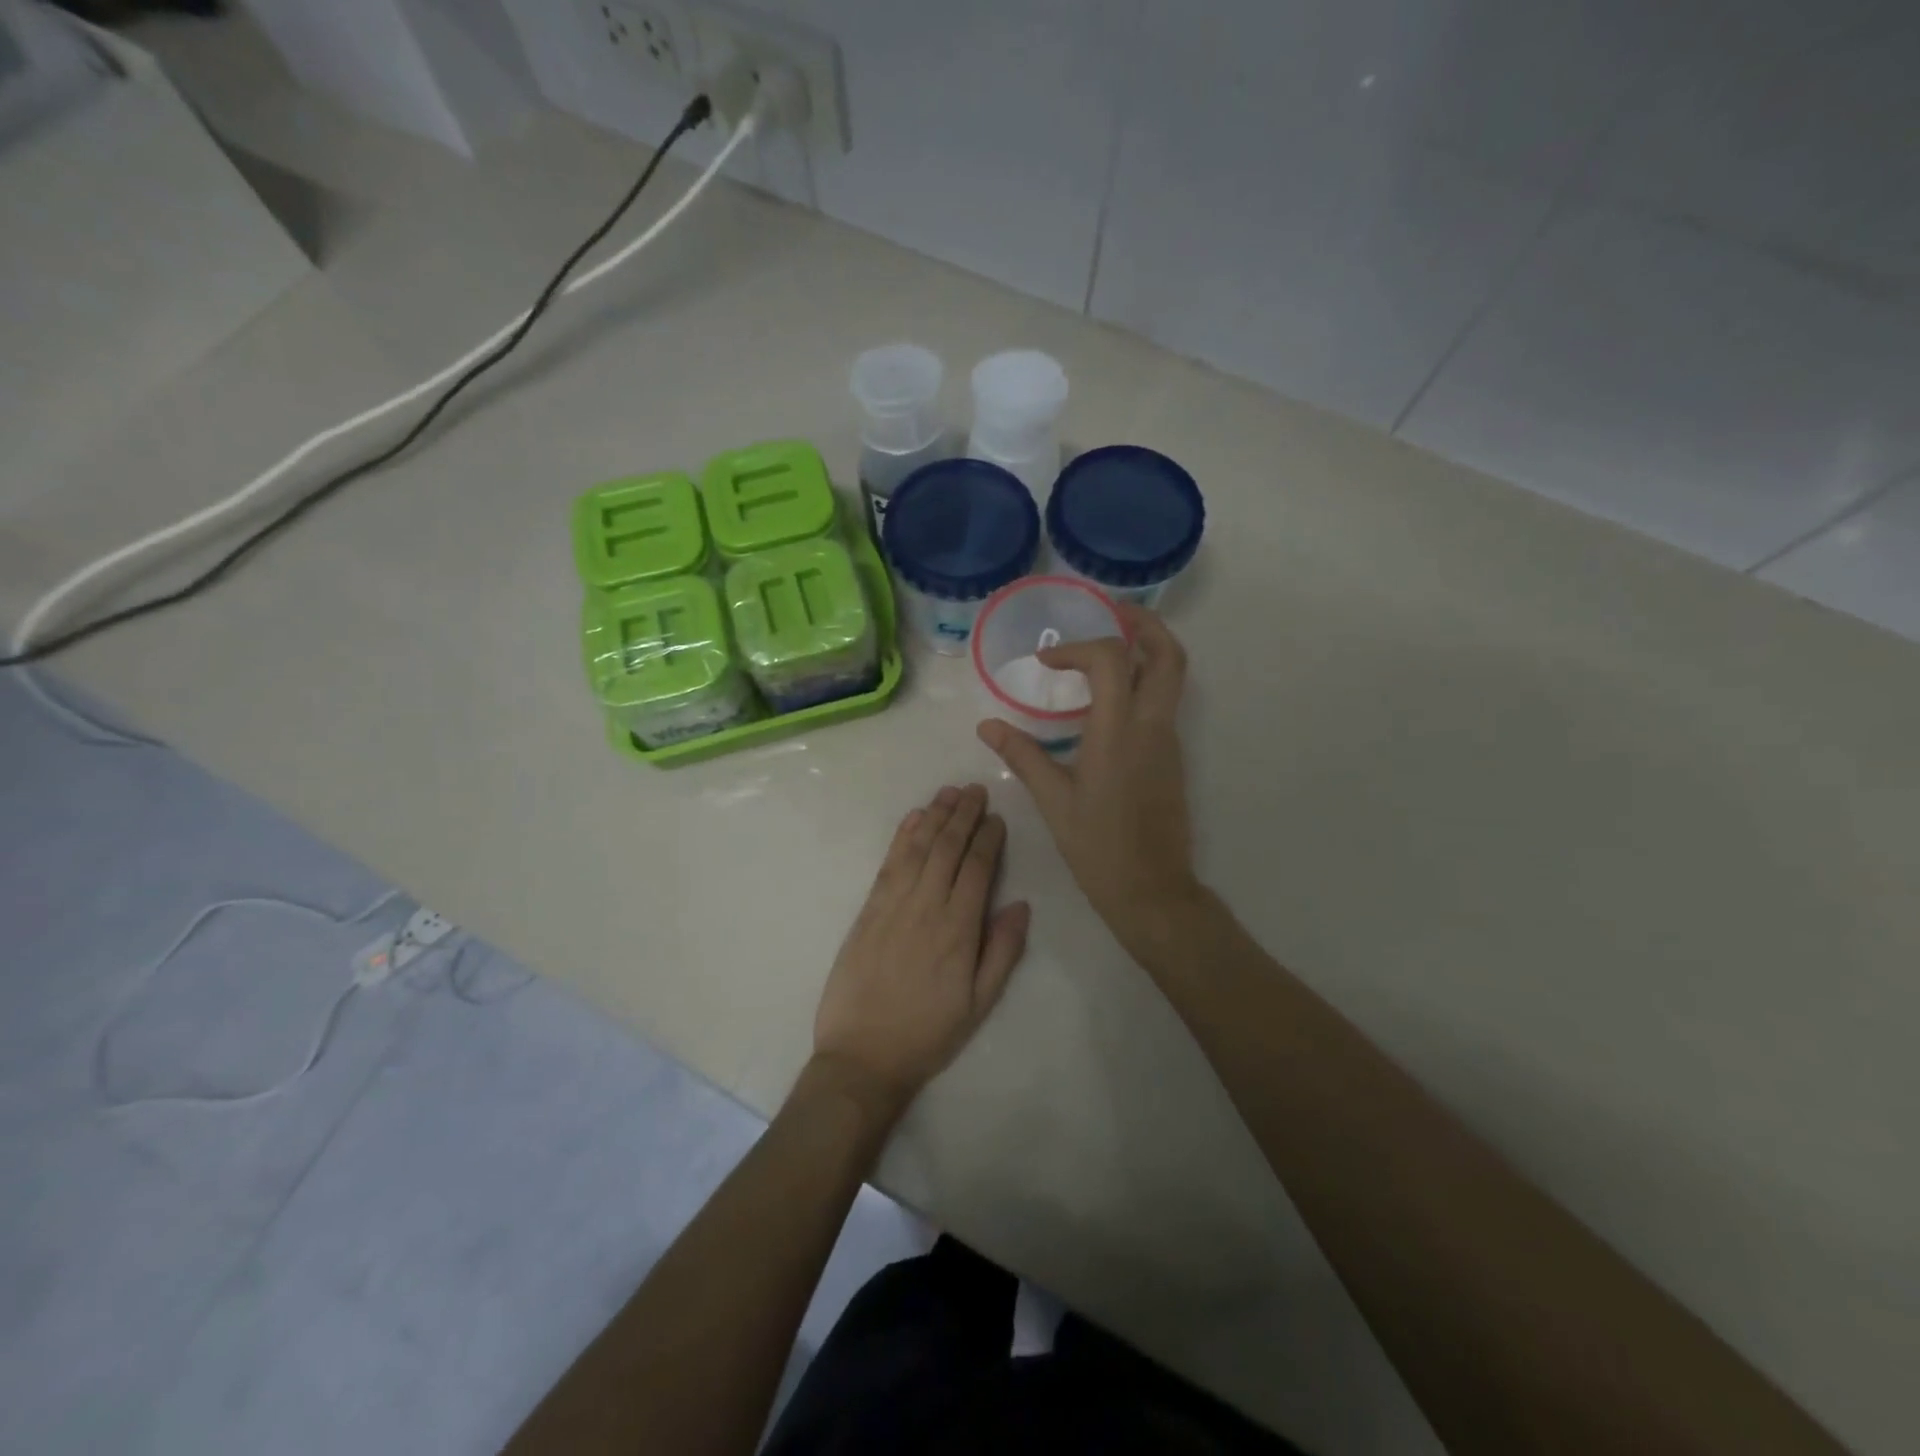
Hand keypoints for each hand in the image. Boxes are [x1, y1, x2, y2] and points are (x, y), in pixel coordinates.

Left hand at [813, 785, 1030, 1119]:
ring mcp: (893, 905)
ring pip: (918, 848)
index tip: (997, 817)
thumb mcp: (979, 1004)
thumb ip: (1002, 951)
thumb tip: (1021, 904)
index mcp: (958, 929)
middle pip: (947, 848)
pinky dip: (902, 837)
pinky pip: (888, 864)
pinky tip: (913, 819)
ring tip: (949, 792)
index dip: (988, 838)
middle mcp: (926, 906)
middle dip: (963, 815)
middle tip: (975, 789)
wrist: (862, 1056)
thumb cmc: (928, 1033)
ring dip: (935, 816)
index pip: (977, 868)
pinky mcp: (868, 910)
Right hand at [977, 604, 1201, 961]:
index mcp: (1118, 733)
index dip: (1078, 648)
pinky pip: (1163, 702)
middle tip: (1112, 612)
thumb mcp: (1054, 801)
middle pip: (1168, 654)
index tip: (1047, 662)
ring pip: (1172, 676)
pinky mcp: (1172, 756)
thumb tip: (988, 725)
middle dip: (1144, 624)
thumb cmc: (1098, 847)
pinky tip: (1107, 699)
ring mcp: (1168, 740)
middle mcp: (1151, 726)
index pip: (1111, 660)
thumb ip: (1023, 755)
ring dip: (1146, 650)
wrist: (1152, 889)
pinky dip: (1143, 682)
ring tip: (1106, 648)